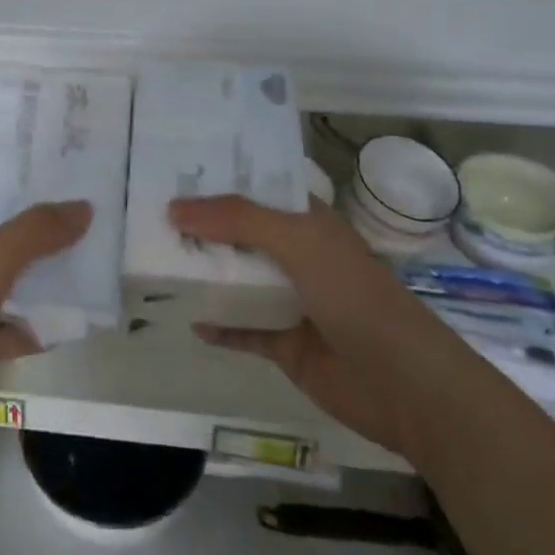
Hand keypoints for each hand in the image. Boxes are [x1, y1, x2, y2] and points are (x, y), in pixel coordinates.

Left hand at [0, 201, 91, 478]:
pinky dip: (29, 330)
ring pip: (2, 293)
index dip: (23, 200)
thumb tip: (83, 207)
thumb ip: (33, 234)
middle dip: (39, 247)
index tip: (68, 195)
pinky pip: (1, 332)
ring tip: (90, 277)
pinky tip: (68, 327)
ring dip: (39, 290)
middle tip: (89, 236)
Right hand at [168, 195, 455, 459]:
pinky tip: (188, 319)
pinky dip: (218, 325)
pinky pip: (242, 328)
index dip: (218, 178)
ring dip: (205, 272)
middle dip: (201, 226)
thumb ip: (236, 219)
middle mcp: (297, 253)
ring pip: (238, 278)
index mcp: (306, 220)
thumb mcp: (297, 241)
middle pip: (240, 232)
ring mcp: (291, 299)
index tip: (172, 169)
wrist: (405, 385)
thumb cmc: (355, 295)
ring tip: (154, 259)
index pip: (256, 187)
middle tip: (149, 213)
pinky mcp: (286, 342)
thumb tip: (173, 208)